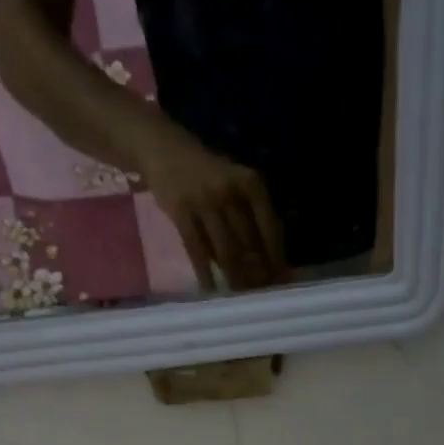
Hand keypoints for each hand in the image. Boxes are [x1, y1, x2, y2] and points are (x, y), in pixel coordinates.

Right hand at [138, 123, 285, 289]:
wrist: (164, 149)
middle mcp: (231, 191)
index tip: (279, 281)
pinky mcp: (181, 211)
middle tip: (259, 294)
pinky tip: (210, 288)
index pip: (270, 228)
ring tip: (239, 295)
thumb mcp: (236, 186)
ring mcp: (205, 201)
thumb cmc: (207, 176)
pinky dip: (204, 272)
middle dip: (256, 273)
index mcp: (251, 184)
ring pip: (226, 250)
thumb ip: (251, 217)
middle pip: (249, 243)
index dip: (275, 258)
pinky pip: (196, 250)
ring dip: (234, 277)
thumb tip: (269, 263)